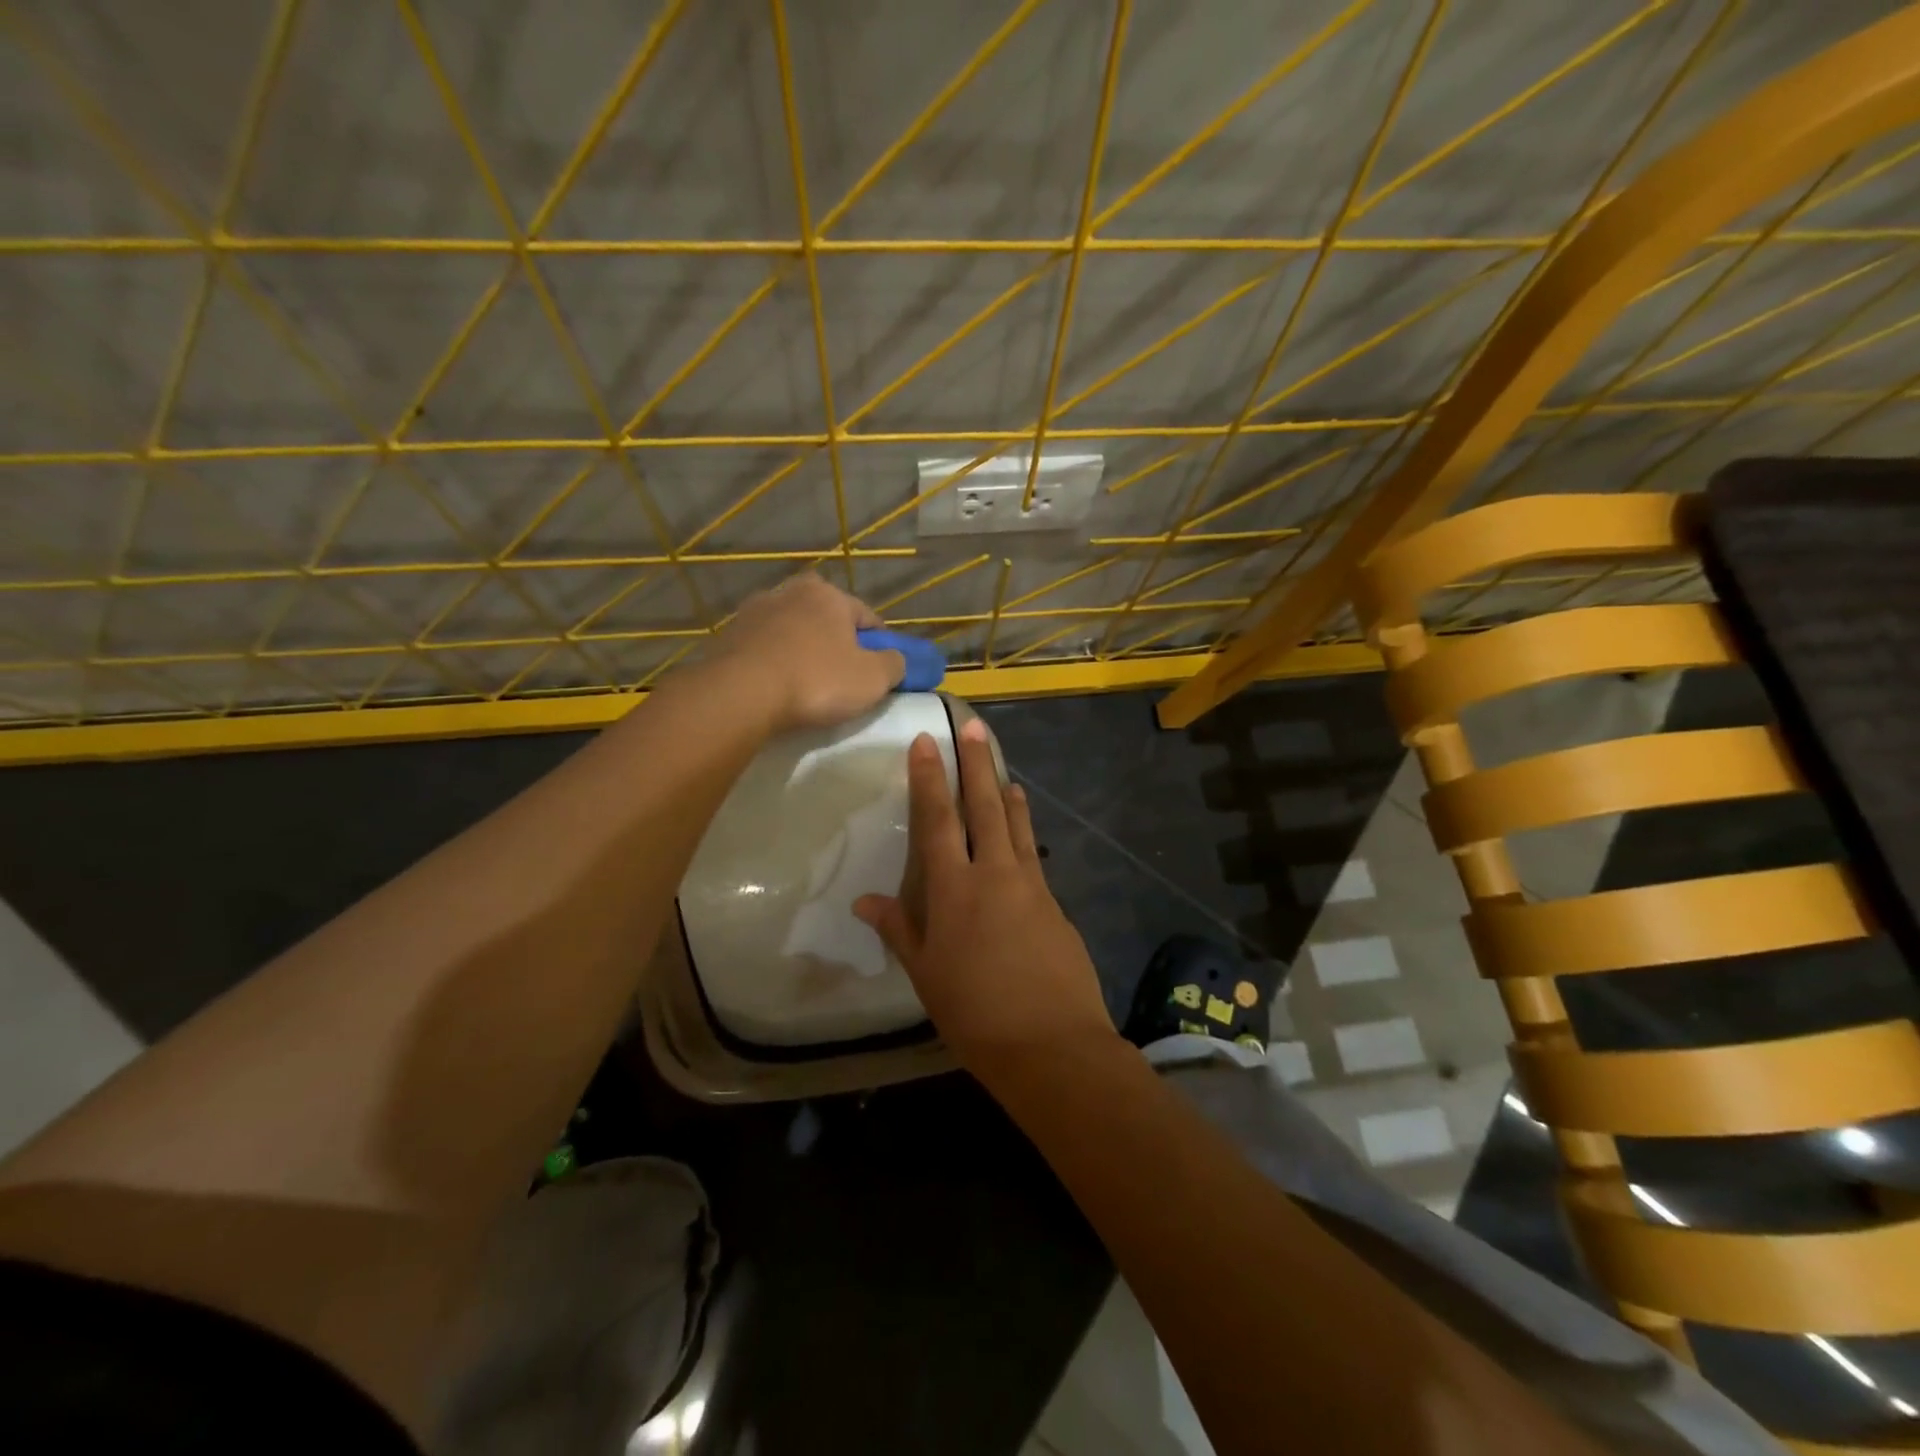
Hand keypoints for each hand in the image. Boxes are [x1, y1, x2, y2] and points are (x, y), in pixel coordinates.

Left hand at [708, 573, 904, 733]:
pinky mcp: (727, 637)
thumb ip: (895, 664)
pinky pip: (764, 650)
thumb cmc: (816, 680)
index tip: (882, 670)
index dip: (880, 645)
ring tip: (807, 687)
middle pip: (826, 620)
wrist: (740, 695)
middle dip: (837, 644)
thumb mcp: (873, 678)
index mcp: (828, 594)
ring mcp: (753, 612)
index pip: (866, 617)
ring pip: (792, 633)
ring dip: (802, 652)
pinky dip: (774, 664)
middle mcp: (789, 592)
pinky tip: (777, 689)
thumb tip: (896, 660)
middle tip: (843, 678)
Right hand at [855, 717, 1115, 1080]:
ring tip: (1004, 771)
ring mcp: (1030, 886)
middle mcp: (994, 874)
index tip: (926, 742)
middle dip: (976, 764)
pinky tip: (1022, 834)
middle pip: (984, 807)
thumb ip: (898, 929)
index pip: (937, 820)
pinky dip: (1025, 834)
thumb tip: (864, 900)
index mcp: (953, 889)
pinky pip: (1034, 857)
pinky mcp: (1055, 904)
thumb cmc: (974, 1013)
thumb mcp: (925, 974)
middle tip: (975, 727)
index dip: (929, 778)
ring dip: (1007, 794)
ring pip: (1016, 826)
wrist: (1051, 1043)